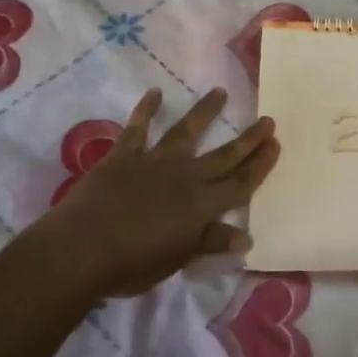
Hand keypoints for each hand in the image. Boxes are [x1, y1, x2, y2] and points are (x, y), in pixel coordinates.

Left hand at [28, 88, 278, 297]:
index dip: (260, 166)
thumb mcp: (178, 258)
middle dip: (248, 139)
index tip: (276, 145)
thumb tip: (245, 238)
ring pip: (186, 132)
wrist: (82, 249)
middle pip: (224, 155)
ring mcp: (154, 162)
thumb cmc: (132, 264)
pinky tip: (154, 93)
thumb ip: (210, 242)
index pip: (241, 184)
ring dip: (205, 112)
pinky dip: (145, 110)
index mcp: (202, 205)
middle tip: (267, 119)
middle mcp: (186, 176)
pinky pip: (137, 129)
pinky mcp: (123, 156)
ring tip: (220, 92)